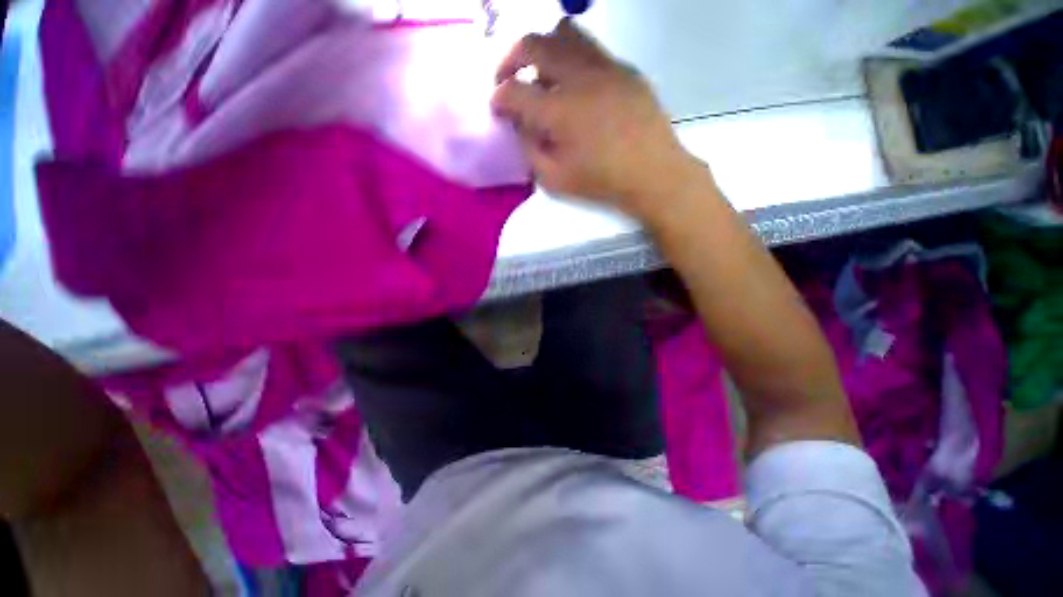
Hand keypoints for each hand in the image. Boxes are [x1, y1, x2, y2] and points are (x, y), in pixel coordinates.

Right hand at [492, 19, 700, 219]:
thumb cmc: (601, 182)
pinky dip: (573, 60)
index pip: (513, 91)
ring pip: (564, 32)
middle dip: (510, 59)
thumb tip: (522, 126)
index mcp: (557, 111)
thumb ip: (531, 150)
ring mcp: (604, 66)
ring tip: (543, 73)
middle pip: (532, 44)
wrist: (652, 173)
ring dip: (543, 49)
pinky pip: (592, 49)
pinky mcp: (624, 68)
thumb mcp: (555, 179)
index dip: (498, 98)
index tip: (497, 107)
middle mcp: (577, 77)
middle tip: (508, 78)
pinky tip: (577, 85)